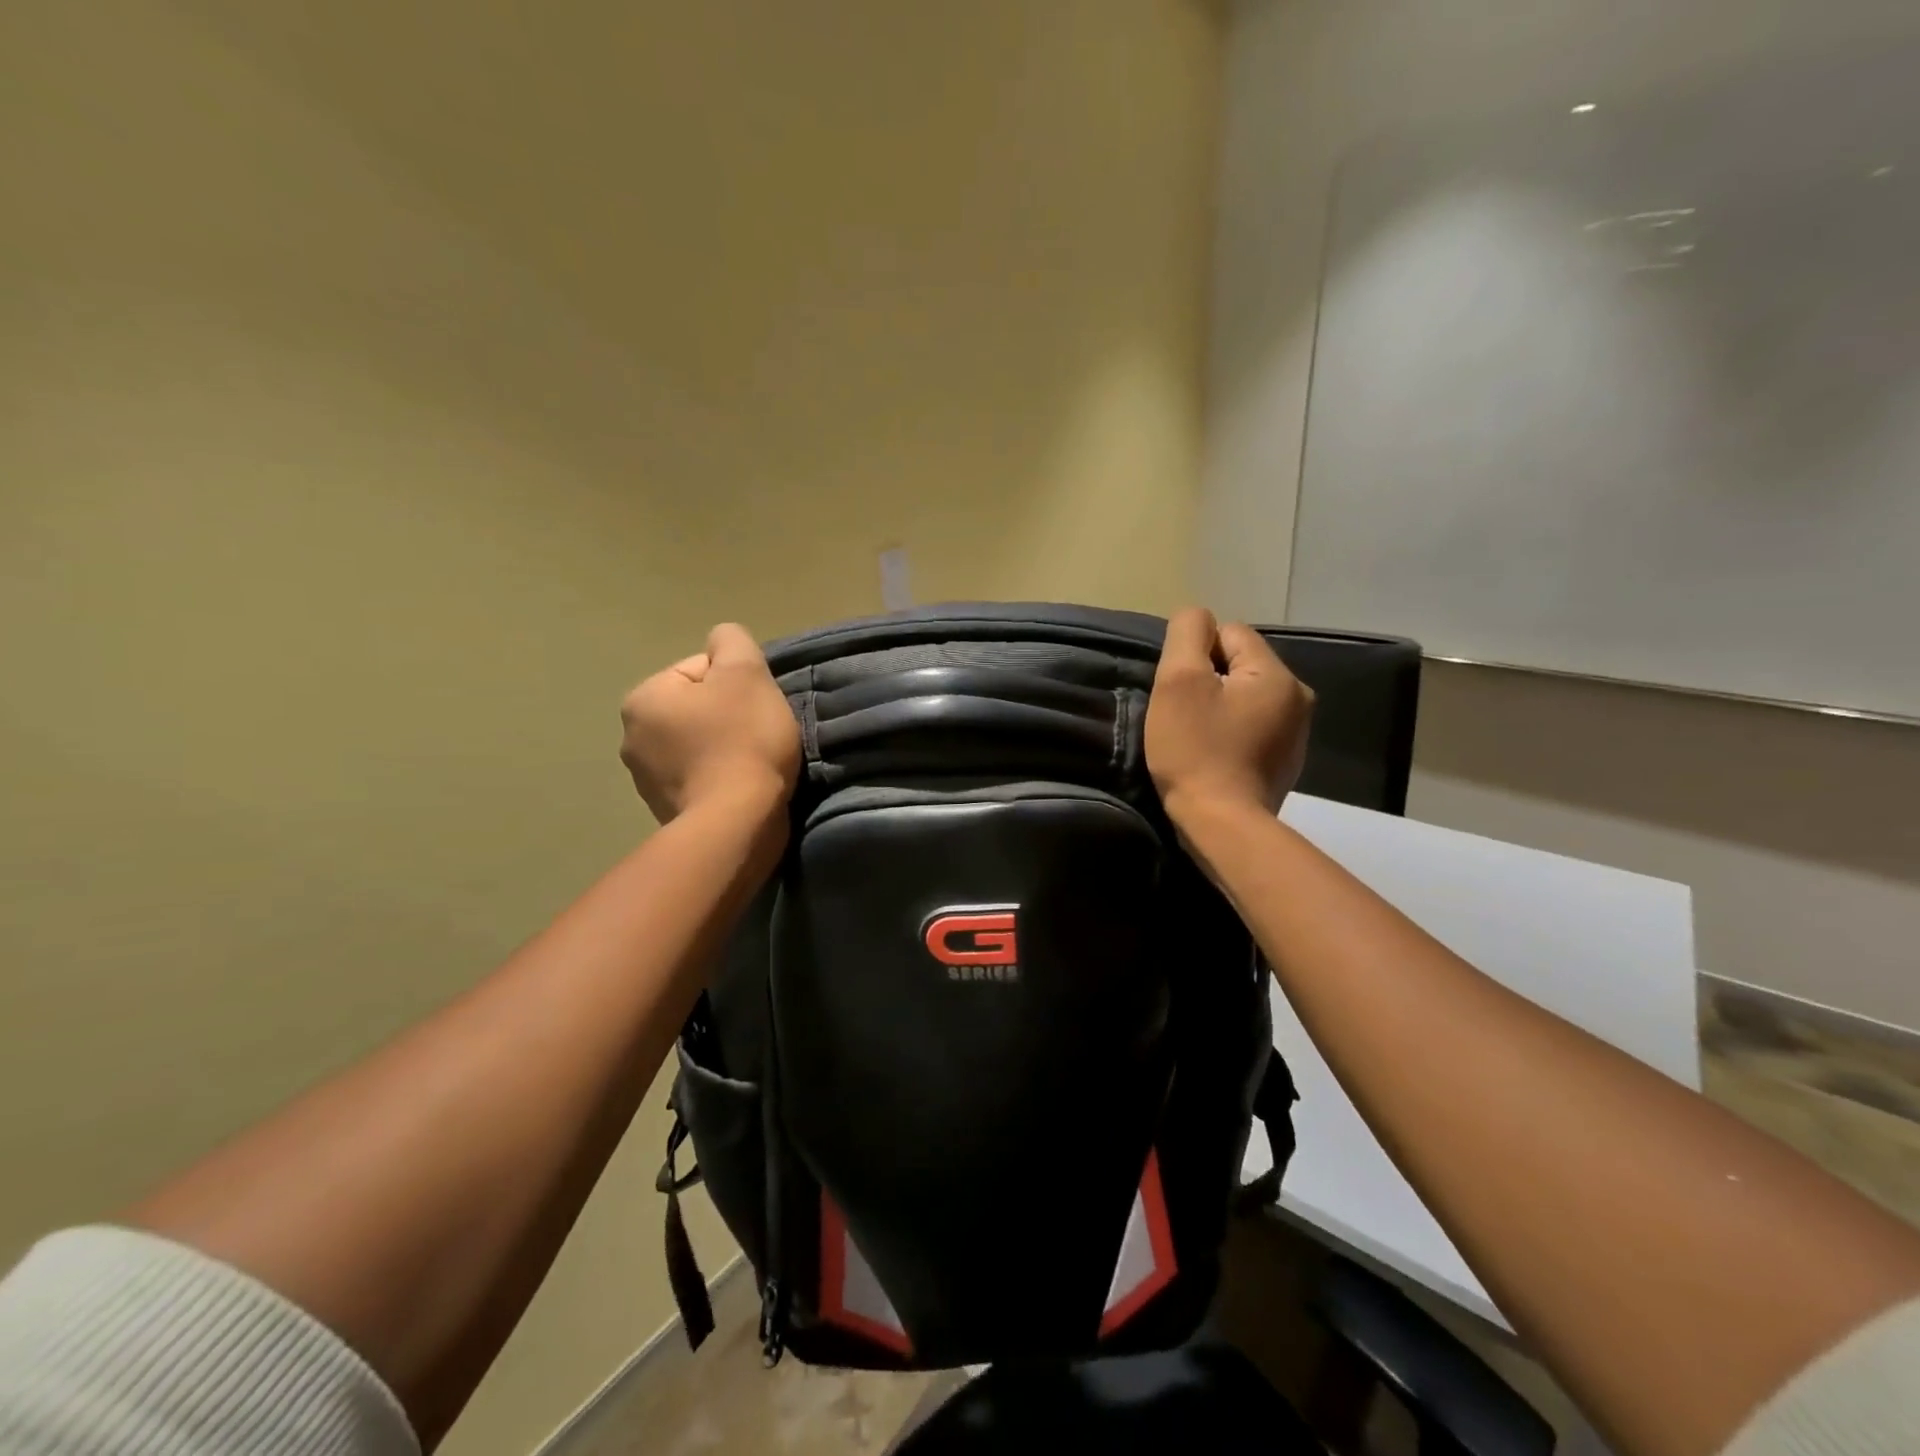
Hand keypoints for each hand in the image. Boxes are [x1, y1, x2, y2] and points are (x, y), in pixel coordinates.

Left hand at [619, 623, 801, 824]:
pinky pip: (699, 777)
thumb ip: (732, 641)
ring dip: (724, 746)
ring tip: (752, 763)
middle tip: (758, 734)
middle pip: (698, 707)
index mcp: (643, 698)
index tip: (757, 708)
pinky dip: (719, 776)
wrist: (737, 822)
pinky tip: (740, 786)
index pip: (701, 671)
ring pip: (698, 742)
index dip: (738, 684)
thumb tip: (721, 640)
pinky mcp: (665, 810)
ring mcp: (645, 779)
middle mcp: (632, 736)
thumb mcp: (746, 673)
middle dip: (728, 715)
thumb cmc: (742, 740)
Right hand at [1145, 607, 1313, 823]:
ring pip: (1245, 696)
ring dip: (1219, 707)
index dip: (1195, 654)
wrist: (1222, 826)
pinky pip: (1253, 726)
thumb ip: (1187, 635)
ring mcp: (1296, 733)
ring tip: (1196, 736)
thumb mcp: (1179, 682)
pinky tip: (1214, 755)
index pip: (1229, 633)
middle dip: (1208, 680)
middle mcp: (1298, 697)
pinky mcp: (1286, 761)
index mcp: (1277, 674)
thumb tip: (1197, 618)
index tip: (1179, 691)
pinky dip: (1231, 733)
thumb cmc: (1196, 750)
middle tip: (1183, 715)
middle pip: (1239, 664)